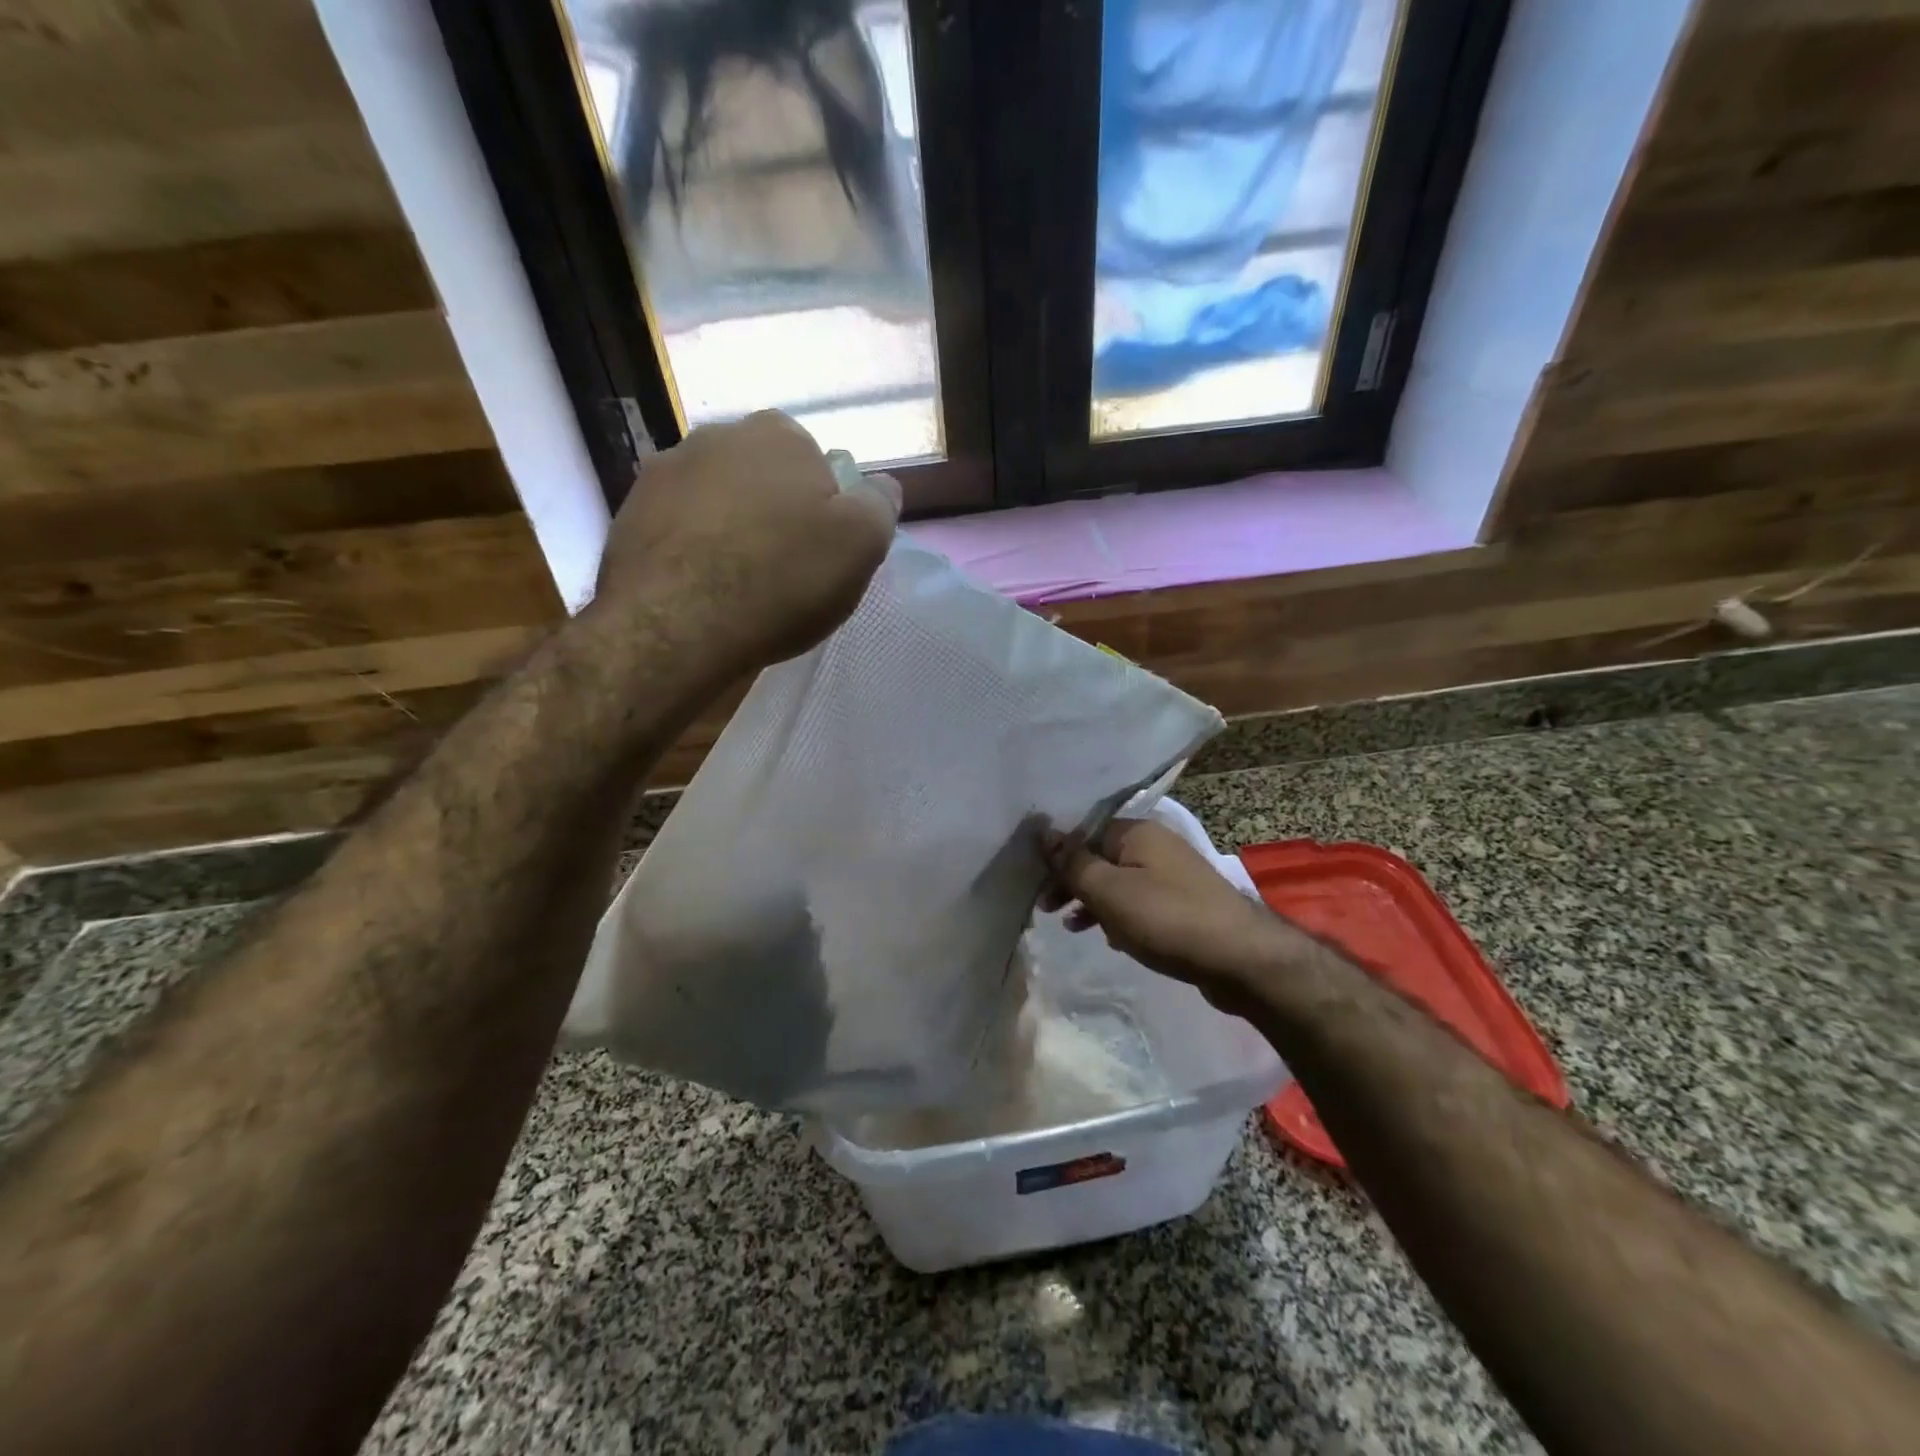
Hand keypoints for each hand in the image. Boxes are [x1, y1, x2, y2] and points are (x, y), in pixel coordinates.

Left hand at [593, 411, 899, 676]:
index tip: (823, 551)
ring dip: (731, 529)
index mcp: (778, 435)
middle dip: (776, 512)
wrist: (674, 626)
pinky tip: (701, 590)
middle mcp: (715, 436)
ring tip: (738, 585)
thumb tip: (882, 486)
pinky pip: (679, 527)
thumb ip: (879, 505)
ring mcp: (664, 471)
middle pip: (763, 478)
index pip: (816, 463)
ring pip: (718, 500)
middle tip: (784, 570)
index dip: (825, 508)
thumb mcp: (860, 545)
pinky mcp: (628, 513)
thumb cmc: (781, 581)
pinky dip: (693, 549)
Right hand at [1041, 818, 1290, 1013]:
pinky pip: (1140, 902)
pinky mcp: (1184, 904)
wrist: (1241, 959)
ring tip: (1073, 928)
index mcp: (1137, 832)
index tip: (1037, 885)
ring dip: (1094, 902)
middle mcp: (1156, 845)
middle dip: (1073, 882)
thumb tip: (1044, 832)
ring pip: (1119, 882)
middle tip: (1048, 910)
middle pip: (1100, 857)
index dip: (1057, 857)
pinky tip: (1112, 940)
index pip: (1084, 833)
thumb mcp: (1109, 891)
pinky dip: (1121, 916)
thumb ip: (1073, 863)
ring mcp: (1173, 875)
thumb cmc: (1166, 918)